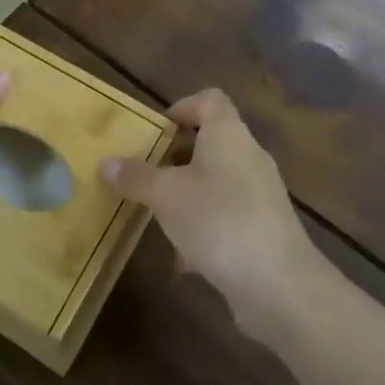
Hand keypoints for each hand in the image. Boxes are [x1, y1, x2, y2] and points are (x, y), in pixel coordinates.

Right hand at [99, 89, 325, 344]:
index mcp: (228, 134)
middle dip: (177, 157)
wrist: (279, 285)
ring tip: (159, 216)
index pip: (210, 100)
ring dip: (189, 194)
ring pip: (218, 181)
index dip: (183, 107)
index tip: (156, 130)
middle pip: (212, 141)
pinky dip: (206, 228)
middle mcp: (249, 156)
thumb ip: (136, 177)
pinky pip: (229, 216)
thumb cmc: (219, 220)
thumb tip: (105, 162)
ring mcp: (261, 194)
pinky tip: (183, 259)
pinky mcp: (266, 229)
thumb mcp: (166, 196)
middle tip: (147, 174)